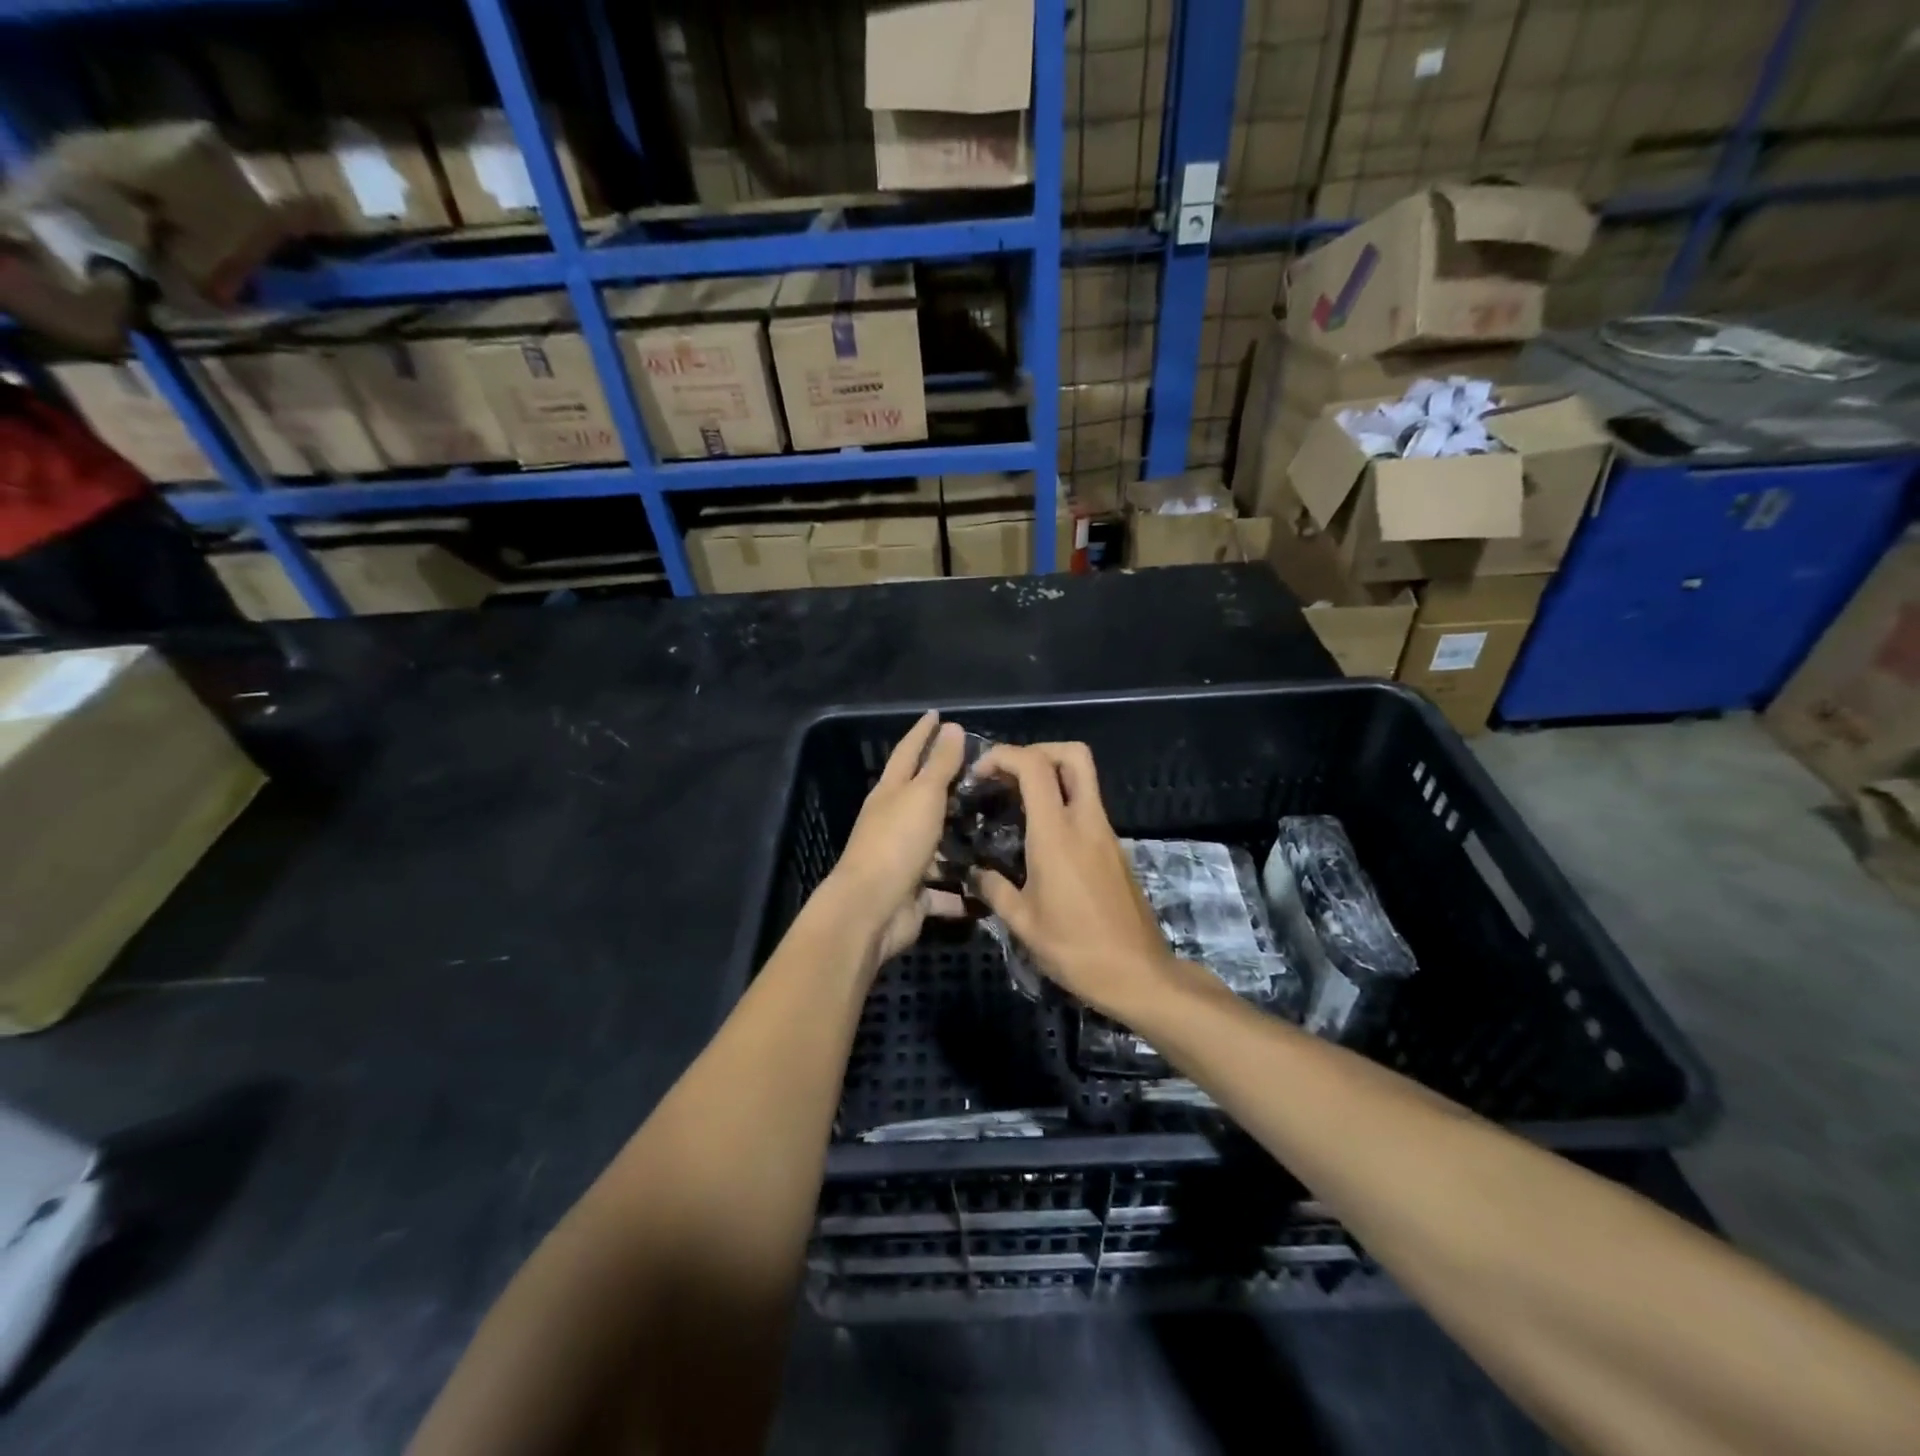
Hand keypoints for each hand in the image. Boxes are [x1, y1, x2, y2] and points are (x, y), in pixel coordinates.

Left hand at [825, 711, 967, 965]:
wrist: (870, 910)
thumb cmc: (896, 843)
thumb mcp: (922, 796)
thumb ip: (939, 764)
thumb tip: (950, 726)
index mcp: (890, 793)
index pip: (908, 752)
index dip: (923, 733)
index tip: (938, 715)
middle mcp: (894, 823)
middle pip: (922, 798)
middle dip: (947, 787)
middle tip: (983, 775)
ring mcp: (903, 860)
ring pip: (937, 845)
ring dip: (960, 842)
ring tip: (996, 831)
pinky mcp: (914, 894)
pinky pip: (945, 890)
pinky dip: (964, 891)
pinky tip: (991, 887)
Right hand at [969, 742, 1179, 1020]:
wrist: (1138, 974)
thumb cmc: (1075, 948)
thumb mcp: (1023, 923)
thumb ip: (994, 890)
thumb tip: (974, 874)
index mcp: (1058, 833)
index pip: (1034, 766)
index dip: (1004, 755)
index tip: (979, 772)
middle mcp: (1086, 822)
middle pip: (1074, 755)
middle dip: (1038, 750)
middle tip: (1009, 775)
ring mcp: (1106, 833)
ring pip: (1084, 780)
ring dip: (1051, 777)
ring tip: (1017, 804)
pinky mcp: (1115, 849)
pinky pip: (1088, 808)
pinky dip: (1063, 804)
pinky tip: (1041, 838)